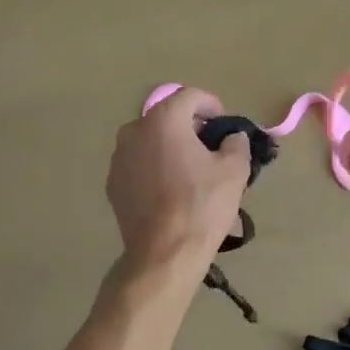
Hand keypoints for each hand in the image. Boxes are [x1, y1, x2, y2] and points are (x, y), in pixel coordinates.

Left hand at [107, 88, 250, 274]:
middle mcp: (134, 131)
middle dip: (190, 127)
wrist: (164, 253)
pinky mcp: (113, 184)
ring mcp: (119, 158)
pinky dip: (155, 168)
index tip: (224, 124)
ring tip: (191, 172)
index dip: (212, 105)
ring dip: (171, 148)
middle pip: (168, 117)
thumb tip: (231, 137)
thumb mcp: (234, 170)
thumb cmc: (202, 205)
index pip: (190, 96)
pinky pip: (139, 165)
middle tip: (211, 148)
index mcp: (163, 120)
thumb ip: (236, 143)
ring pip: (151, 142)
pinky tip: (171, 191)